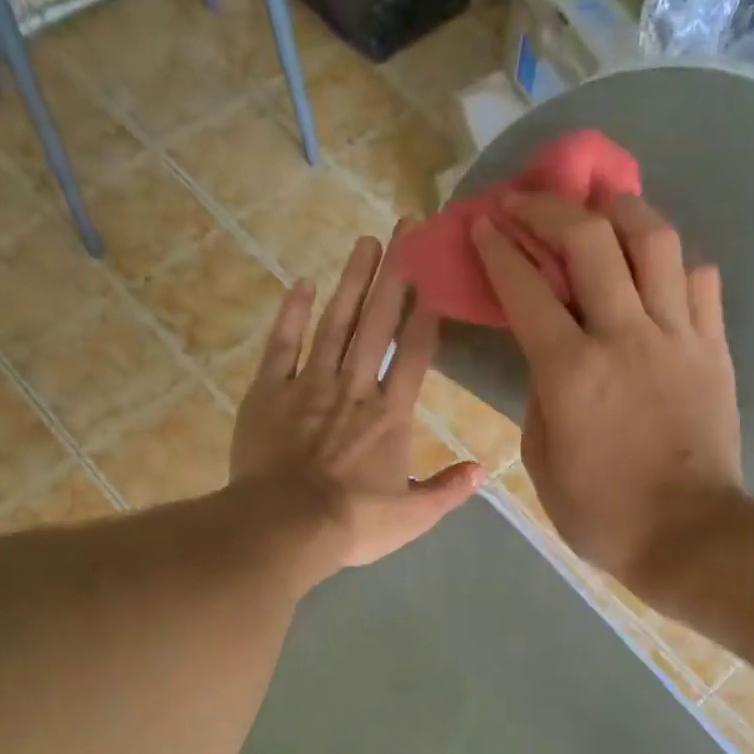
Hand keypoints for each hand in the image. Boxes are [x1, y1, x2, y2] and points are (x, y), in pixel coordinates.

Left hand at [232, 233, 484, 574]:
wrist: (285, 526)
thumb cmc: (353, 523)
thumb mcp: (413, 516)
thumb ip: (449, 490)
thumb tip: (484, 469)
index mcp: (391, 414)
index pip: (415, 352)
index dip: (426, 311)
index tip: (434, 272)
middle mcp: (355, 387)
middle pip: (378, 323)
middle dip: (395, 275)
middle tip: (405, 227)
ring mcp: (309, 385)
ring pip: (335, 323)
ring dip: (352, 281)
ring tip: (365, 242)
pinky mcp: (269, 393)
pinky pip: (282, 345)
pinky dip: (292, 314)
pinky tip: (301, 283)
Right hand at [470, 192, 744, 590]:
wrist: (689, 535)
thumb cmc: (603, 514)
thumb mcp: (543, 464)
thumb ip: (539, 400)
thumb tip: (547, 360)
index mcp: (571, 372)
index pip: (527, 288)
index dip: (499, 249)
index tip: (483, 224)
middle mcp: (624, 336)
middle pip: (590, 240)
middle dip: (550, 207)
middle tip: (529, 200)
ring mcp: (677, 336)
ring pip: (655, 241)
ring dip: (621, 209)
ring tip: (602, 202)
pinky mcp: (714, 348)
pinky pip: (700, 280)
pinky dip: (673, 262)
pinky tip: (656, 267)